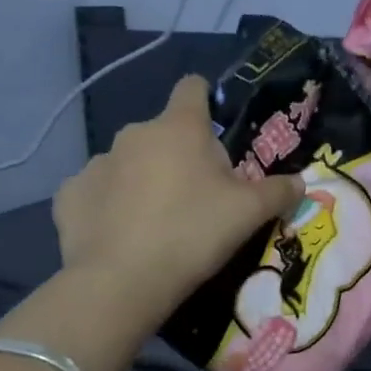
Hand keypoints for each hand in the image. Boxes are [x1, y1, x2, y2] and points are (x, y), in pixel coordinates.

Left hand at [53, 75, 304, 318]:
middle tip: (197, 196)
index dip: (206, 100)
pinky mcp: (70, 195)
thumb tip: (300, 182)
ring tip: (156, 222)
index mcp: (179, 128)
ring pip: (129, 163)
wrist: (122, 282)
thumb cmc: (194, 233)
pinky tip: (120, 235)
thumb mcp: (250, 214)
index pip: (192, 89)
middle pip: (164, 134)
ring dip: (143, 180)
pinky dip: (110, 206)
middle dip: (179, 155)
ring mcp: (97, 163)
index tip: (215, 126)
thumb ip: (279, 191)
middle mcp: (134, 134)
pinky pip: (97, 192)